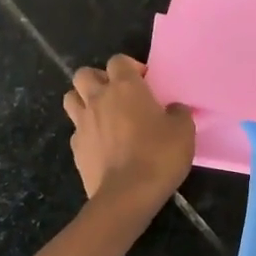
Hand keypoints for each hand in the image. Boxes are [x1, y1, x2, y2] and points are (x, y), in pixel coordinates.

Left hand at [63, 55, 195, 207]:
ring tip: (103, 115)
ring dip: (84, 101)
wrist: (127, 195)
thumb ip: (178, 113)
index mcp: (125, 88)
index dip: (130, 68)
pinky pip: (76, 130)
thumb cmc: (158, 156)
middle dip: (99, 79)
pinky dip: (86, 132)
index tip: (145, 83)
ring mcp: (82, 123)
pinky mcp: (75, 148)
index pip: (118, 60)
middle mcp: (98, 99)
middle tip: (117, 95)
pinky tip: (101, 144)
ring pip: (71, 98)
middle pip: (85, 74)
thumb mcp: (184, 131)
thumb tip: (173, 109)